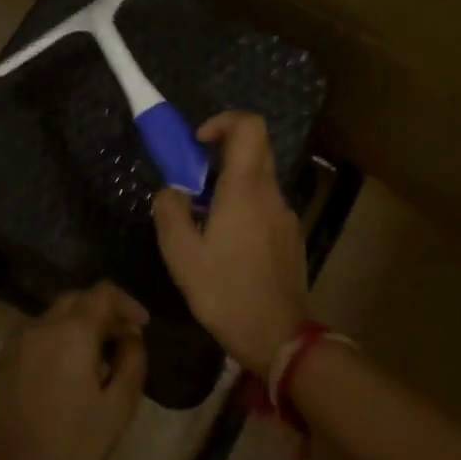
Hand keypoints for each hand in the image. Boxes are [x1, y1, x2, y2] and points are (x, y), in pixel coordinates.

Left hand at [0, 283, 148, 459]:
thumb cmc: (72, 447)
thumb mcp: (118, 408)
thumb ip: (132, 362)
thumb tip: (130, 337)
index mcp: (71, 332)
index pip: (103, 293)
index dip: (127, 303)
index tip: (141, 327)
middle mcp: (40, 326)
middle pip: (77, 300)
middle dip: (104, 312)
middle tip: (123, 341)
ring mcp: (16, 342)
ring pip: (55, 316)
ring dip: (80, 325)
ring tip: (98, 359)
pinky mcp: (2, 362)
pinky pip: (38, 335)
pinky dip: (58, 339)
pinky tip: (68, 372)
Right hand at [153, 112, 313, 374]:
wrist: (279, 338)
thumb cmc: (226, 293)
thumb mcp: (181, 255)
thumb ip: (170, 211)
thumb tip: (171, 190)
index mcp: (245, 189)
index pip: (249, 126)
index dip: (223, 121)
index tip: (198, 143)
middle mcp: (271, 193)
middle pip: (255, 148)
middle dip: (221, 153)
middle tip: (193, 182)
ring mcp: (286, 216)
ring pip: (258, 180)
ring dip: (230, 185)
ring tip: (204, 222)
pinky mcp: (290, 237)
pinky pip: (265, 205)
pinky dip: (243, 207)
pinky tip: (227, 247)